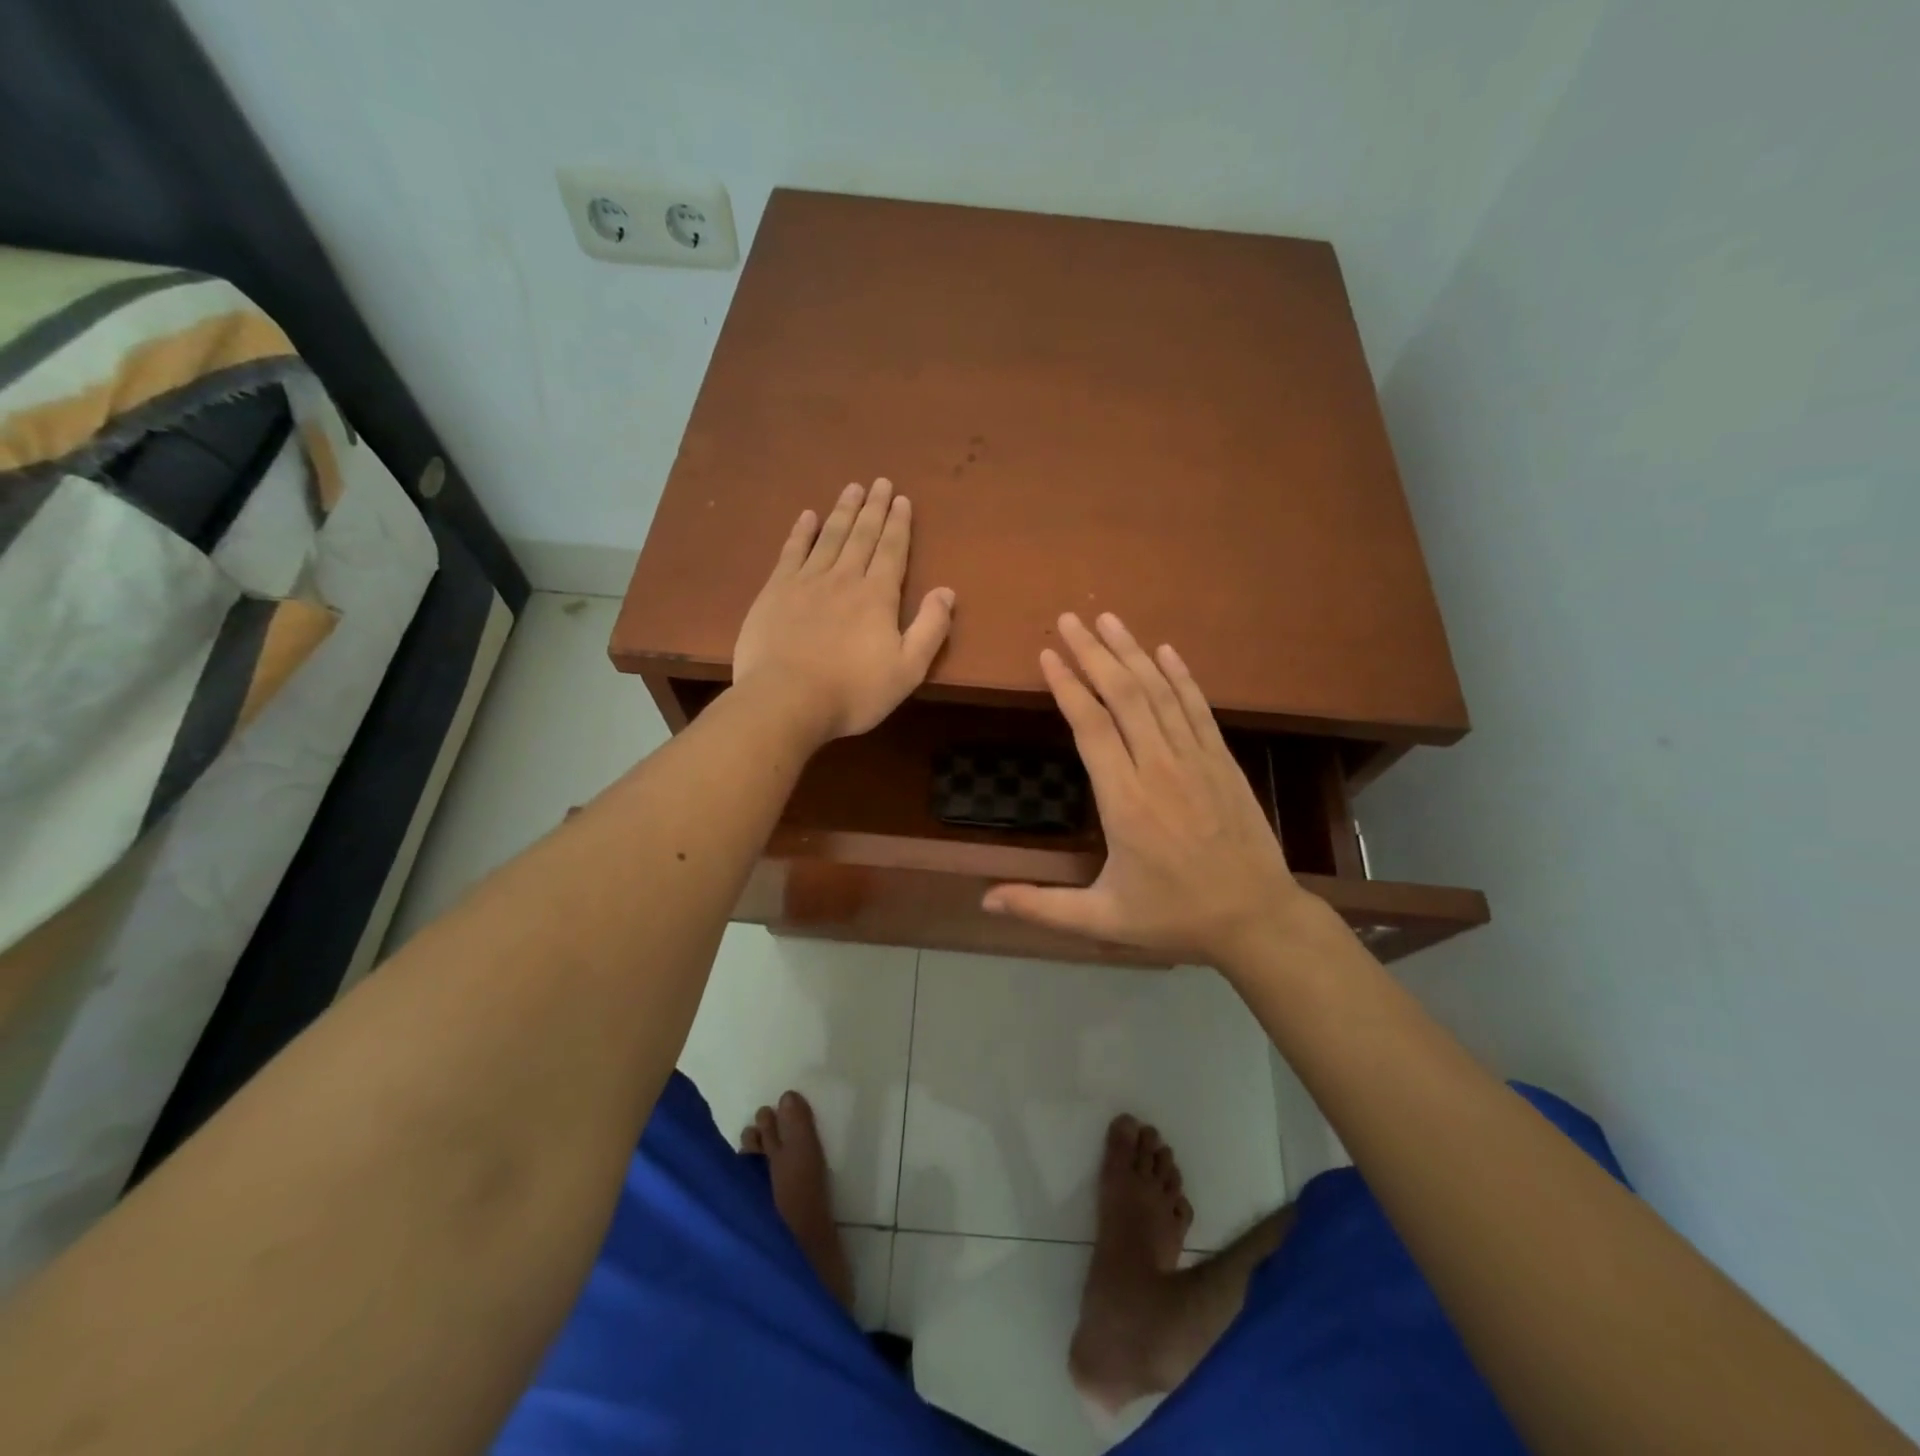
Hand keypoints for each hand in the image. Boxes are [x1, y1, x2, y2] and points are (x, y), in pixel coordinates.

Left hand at [732, 479, 955, 743]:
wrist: (786, 700)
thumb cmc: (853, 692)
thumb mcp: (907, 670)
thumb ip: (930, 629)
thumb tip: (947, 591)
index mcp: (878, 597)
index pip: (892, 551)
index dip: (899, 524)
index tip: (902, 499)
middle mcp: (844, 578)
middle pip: (862, 535)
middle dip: (874, 508)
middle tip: (880, 482)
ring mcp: (806, 582)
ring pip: (829, 537)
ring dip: (842, 511)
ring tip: (852, 488)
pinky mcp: (775, 592)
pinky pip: (791, 552)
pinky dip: (801, 532)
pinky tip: (807, 516)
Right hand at [983, 612, 1324, 968]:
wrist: (1257, 918)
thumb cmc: (1174, 916)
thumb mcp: (1102, 920)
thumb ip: (1041, 907)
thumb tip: (985, 900)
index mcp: (1124, 802)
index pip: (1091, 727)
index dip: (1068, 686)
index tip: (1048, 654)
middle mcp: (1159, 769)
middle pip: (1124, 696)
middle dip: (1094, 653)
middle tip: (1070, 619)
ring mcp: (1196, 760)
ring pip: (1160, 693)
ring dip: (1132, 653)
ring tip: (1108, 620)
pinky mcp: (1222, 761)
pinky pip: (1197, 708)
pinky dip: (1181, 676)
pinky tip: (1165, 651)